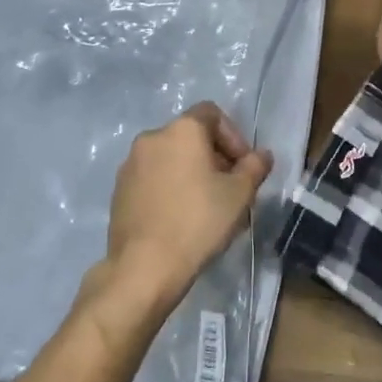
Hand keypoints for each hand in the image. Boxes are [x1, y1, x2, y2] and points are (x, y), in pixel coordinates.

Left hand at [105, 103, 273, 308]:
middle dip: (214, 157)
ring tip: (206, 206)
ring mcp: (130, 164)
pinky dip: (169, 187)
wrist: (144, 267)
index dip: (233, 136)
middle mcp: (152, 137)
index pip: (212, 114)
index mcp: (182, 130)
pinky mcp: (119, 190)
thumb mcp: (240, 194)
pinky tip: (180, 218)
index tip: (243, 166)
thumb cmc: (198, 221)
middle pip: (190, 136)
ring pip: (170, 158)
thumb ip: (254, 167)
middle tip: (230, 188)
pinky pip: (152, 178)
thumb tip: (261, 155)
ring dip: (191, 173)